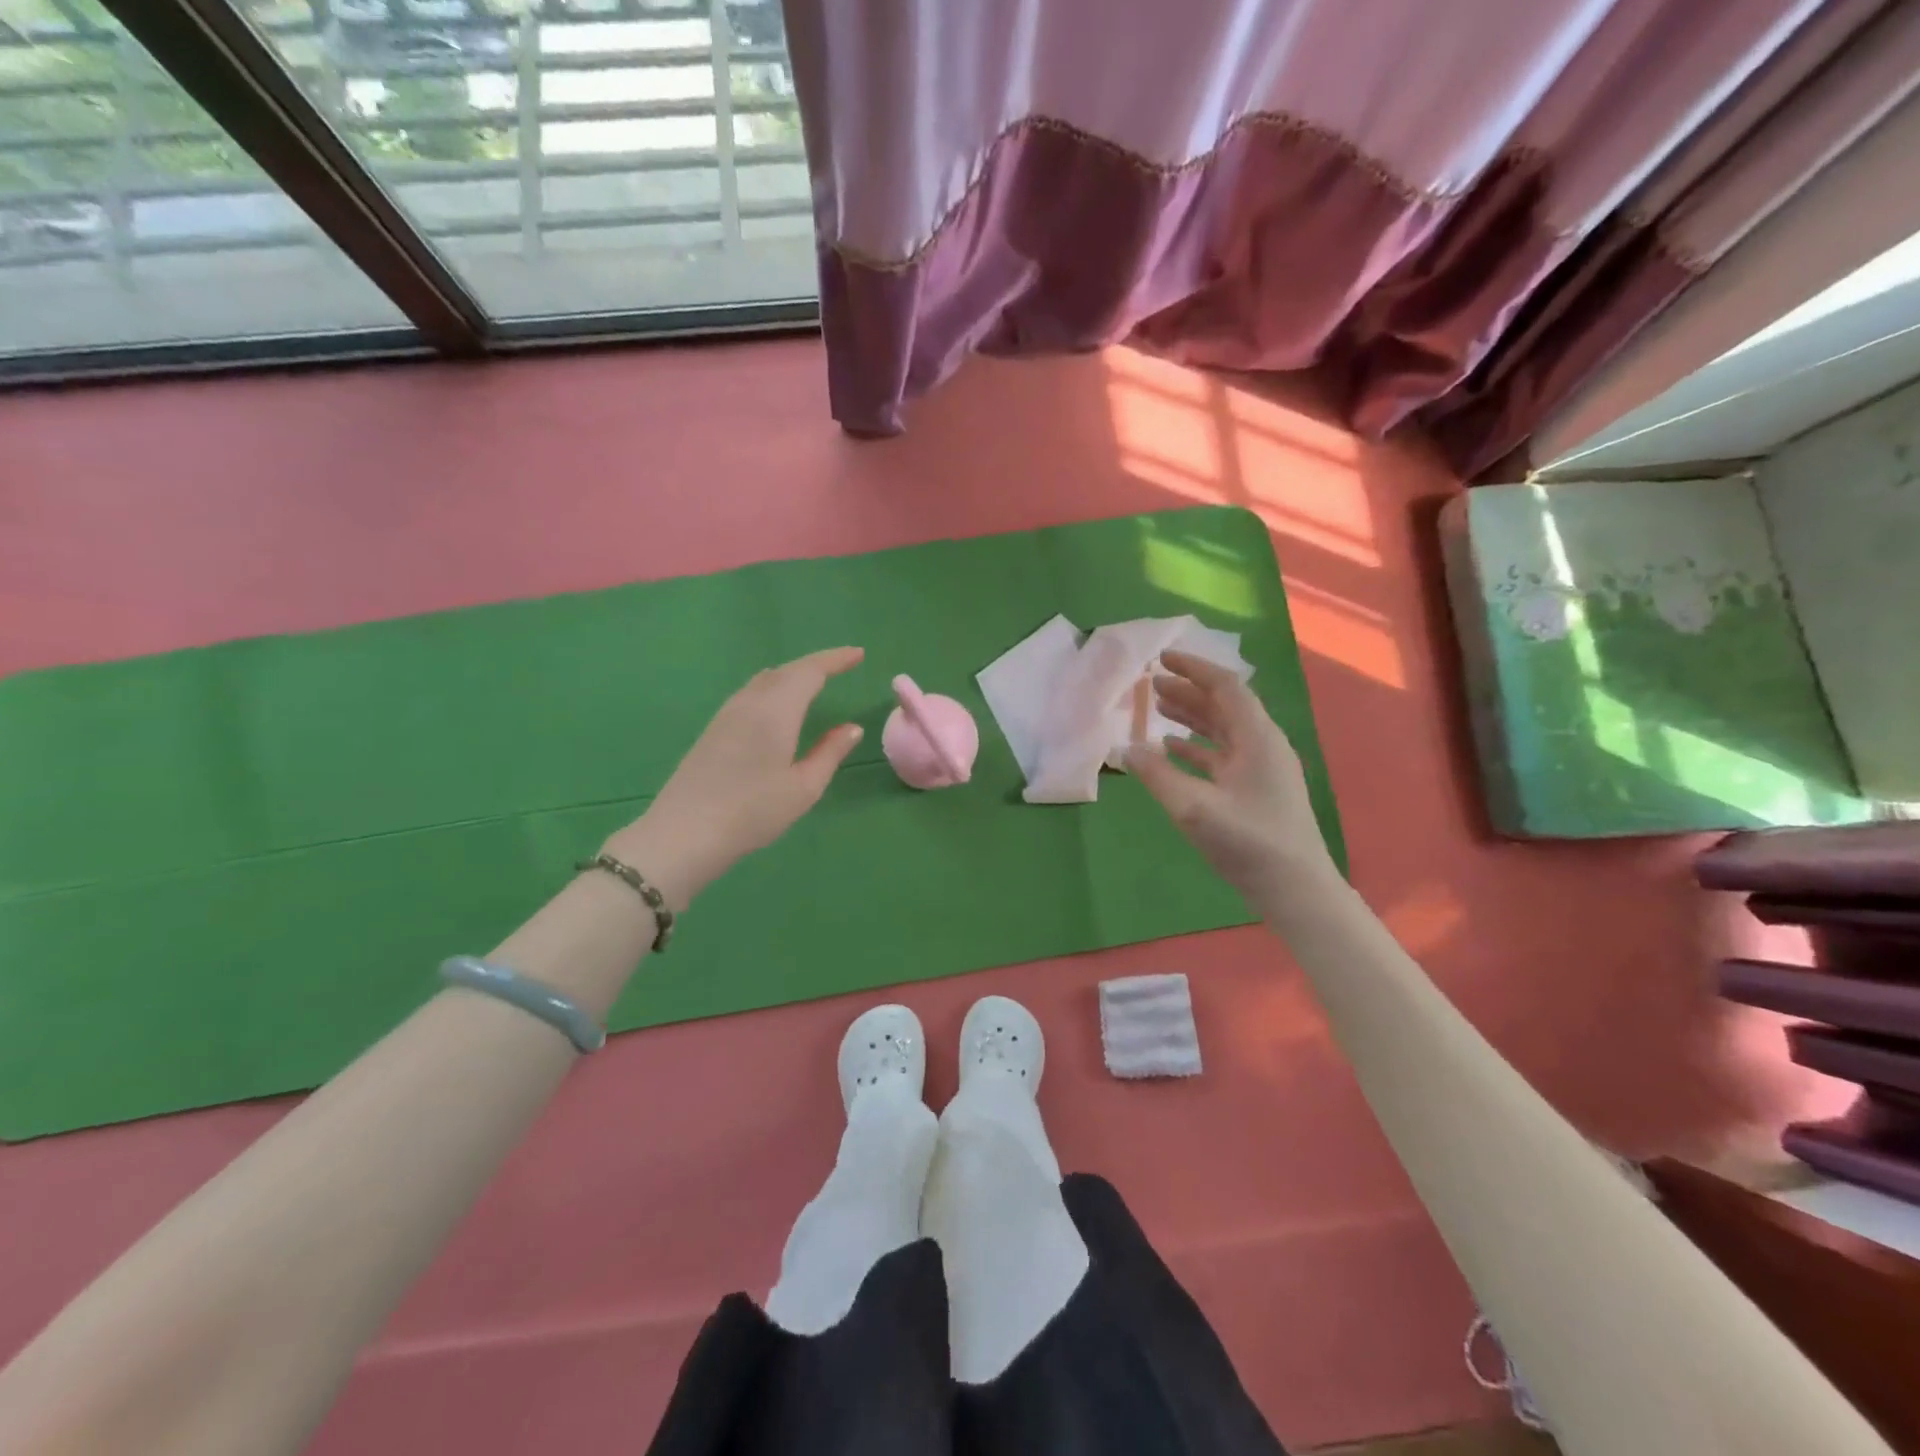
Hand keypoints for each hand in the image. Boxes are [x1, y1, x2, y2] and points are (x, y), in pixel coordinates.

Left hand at [607, 647, 865, 907]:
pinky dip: (773, 688)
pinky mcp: (713, 730)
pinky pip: (750, 694)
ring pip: (764, 680)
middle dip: (816, 665)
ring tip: (814, 683)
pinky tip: (778, 706)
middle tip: (841, 667)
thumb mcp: (804, 788)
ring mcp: (726, 715)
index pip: (810, 671)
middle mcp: (749, 702)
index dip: (835, 659)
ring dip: (792, 675)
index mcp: (776, 710)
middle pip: (786, 671)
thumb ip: (829, 753)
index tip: (858, 654)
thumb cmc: (752, 812)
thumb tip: (852, 728)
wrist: (684, 834)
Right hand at [1126, 651, 1331, 898]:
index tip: (1161, 658)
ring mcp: (1261, 769)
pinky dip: (1196, 747)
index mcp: (1257, 738)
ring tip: (1157, 708)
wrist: (1296, 889)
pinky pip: (1222, 756)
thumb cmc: (1249, 843)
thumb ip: (1157, 775)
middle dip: (1187, 691)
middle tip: (1150, 683)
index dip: (1193, 668)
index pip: (1225, 687)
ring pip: (1222, 730)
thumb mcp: (1194, 808)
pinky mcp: (1255, 791)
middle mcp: (1262, 745)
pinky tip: (1171, 750)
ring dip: (1191, 716)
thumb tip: (1126, 748)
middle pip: (1224, 705)